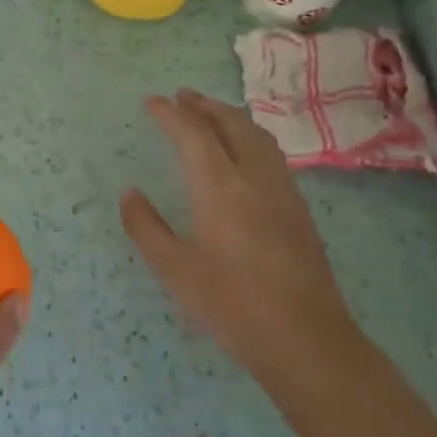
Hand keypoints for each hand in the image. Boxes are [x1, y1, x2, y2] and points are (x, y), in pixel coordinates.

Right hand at [121, 90, 357, 402]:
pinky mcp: (299, 209)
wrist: (306, 339)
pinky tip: (243, 154)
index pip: (192, 133)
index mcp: (219, 187)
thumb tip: (130, 194)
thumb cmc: (232, 305)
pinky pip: (271, 154)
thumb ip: (146, 227)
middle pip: (230, 123)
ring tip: (210, 115)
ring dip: (230, 117)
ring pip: (256, 136)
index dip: (170, 113)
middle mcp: (254, 177)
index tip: (152, 102)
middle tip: (181, 97)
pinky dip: (250, 137)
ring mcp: (282, 191)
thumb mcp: (175, 270)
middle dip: (203, 105)